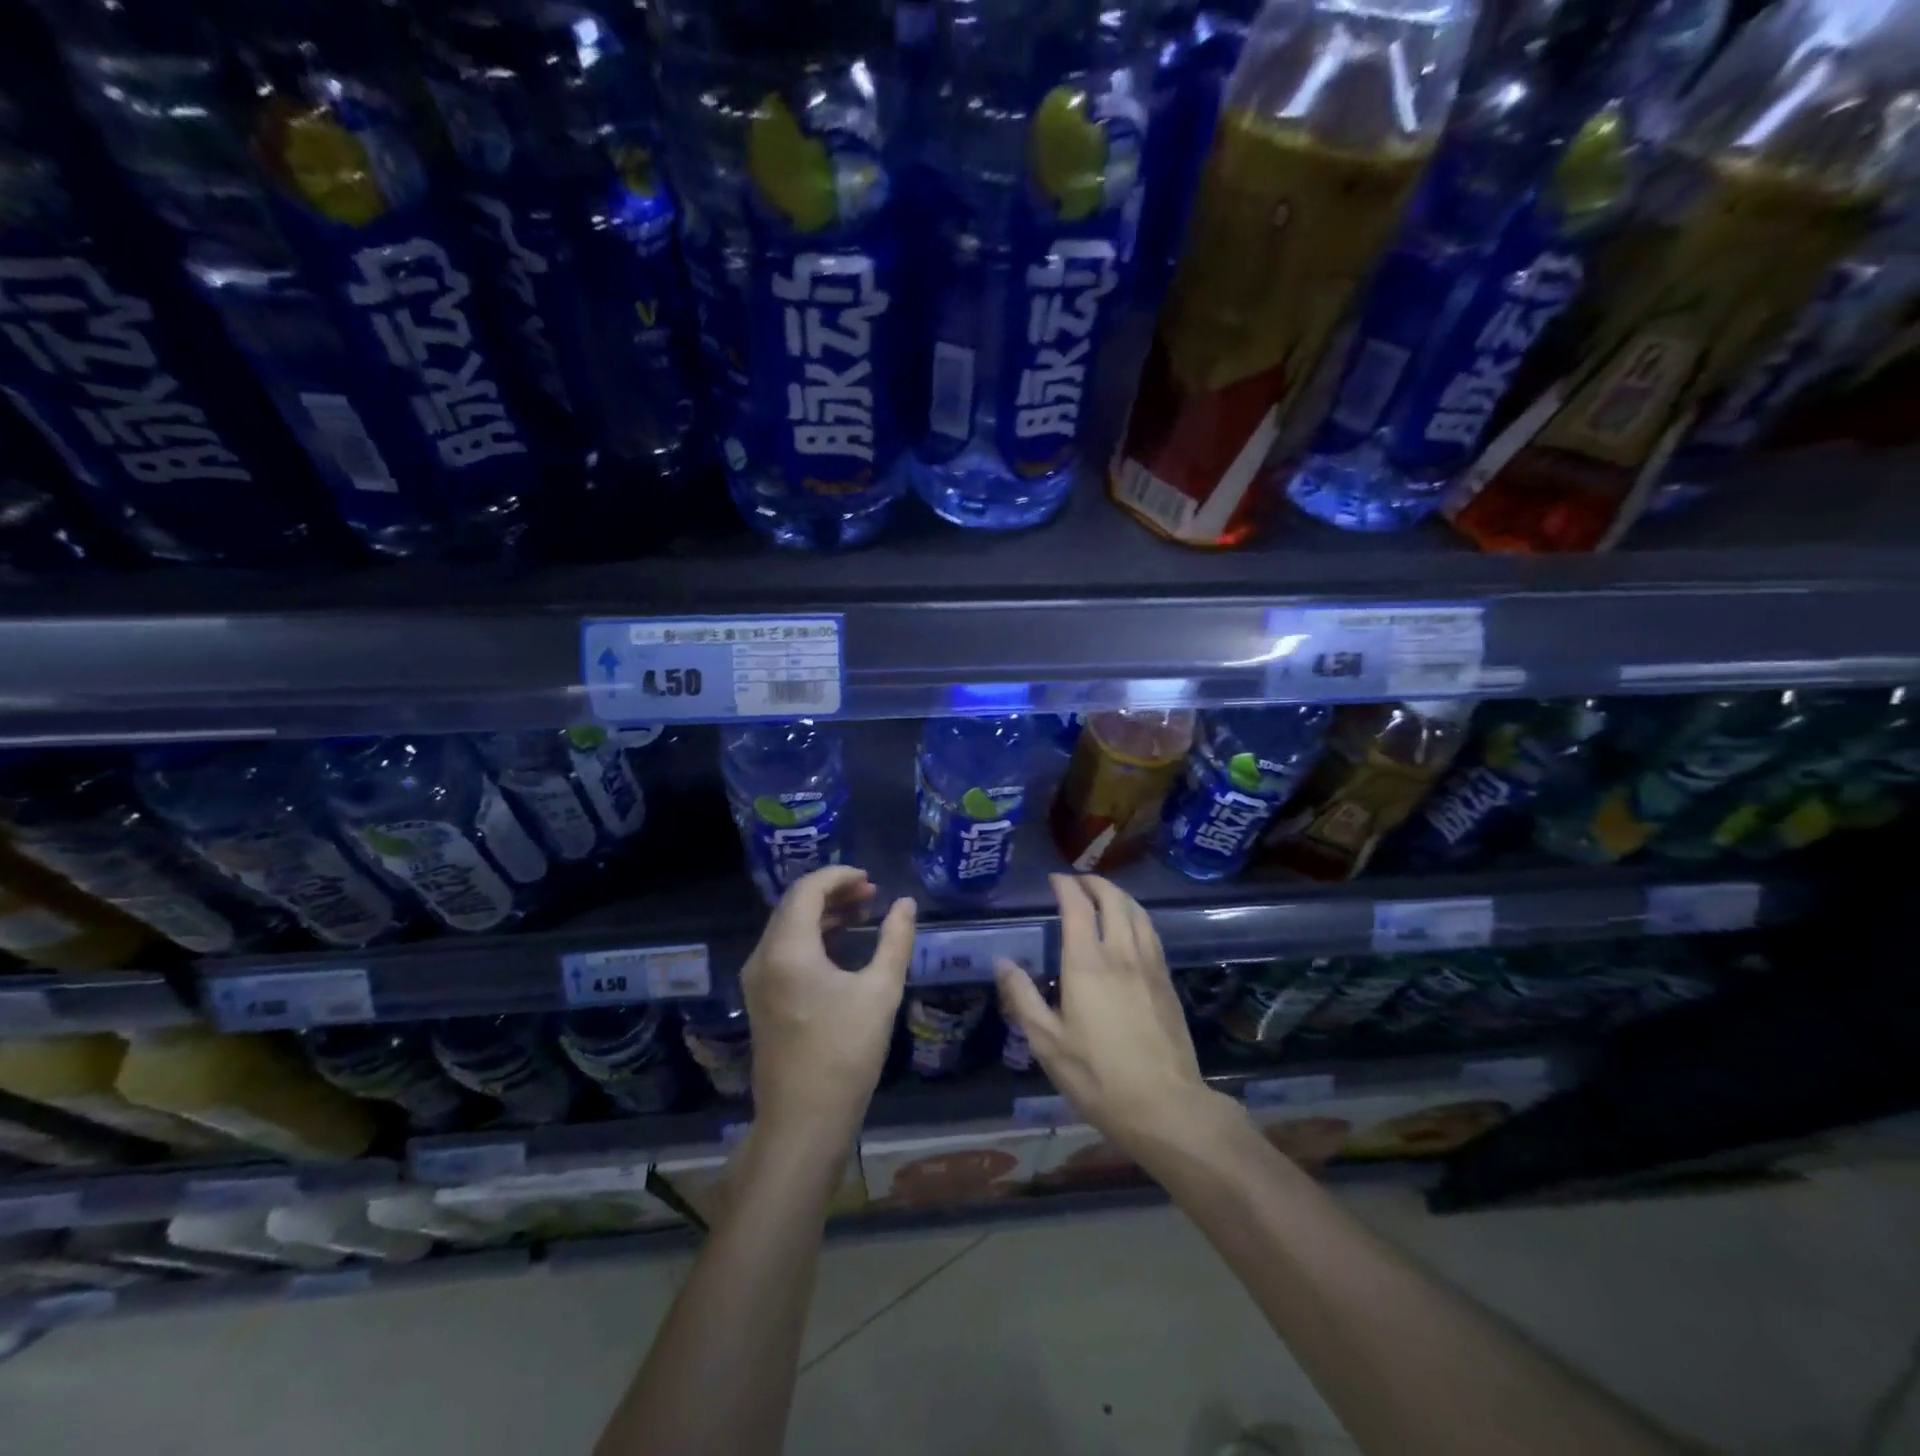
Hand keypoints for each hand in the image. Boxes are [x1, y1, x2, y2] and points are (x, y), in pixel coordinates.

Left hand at [743, 865, 914, 1144]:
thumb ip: (895, 940)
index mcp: (787, 949)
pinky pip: (784, 950)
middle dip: (833, 892)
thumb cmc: (845, 1053)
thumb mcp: (880, 991)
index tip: (871, 878)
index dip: (839, 876)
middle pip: (794, 905)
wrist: (804, 1121)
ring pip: (787, 927)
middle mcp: (763, 957)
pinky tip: (841, 946)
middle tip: (872, 894)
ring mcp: (757, 980)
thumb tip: (907, 903)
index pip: (807, 890)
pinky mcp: (761, 1000)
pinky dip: (812, 938)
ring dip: (823, 914)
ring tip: (863, 914)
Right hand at [996, 874, 1241, 1165]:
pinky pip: (1151, 932)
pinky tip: (1130, 928)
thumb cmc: (1098, 1076)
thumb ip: (1023, 998)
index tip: (1054, 880)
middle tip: (1077, 882)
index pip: (1077, 906)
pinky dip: (1136, 916)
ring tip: (1103, 897)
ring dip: (1118, 895)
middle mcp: (1121, 953)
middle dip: (1094, 883)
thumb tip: (1002, 962)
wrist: (1166, 1106)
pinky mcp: (1167, 981)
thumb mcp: (1047, 1043)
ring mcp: (1150, 965)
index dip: (1065, 886)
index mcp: (1087, 964)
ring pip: (1137, 912)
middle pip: (1113, 899)